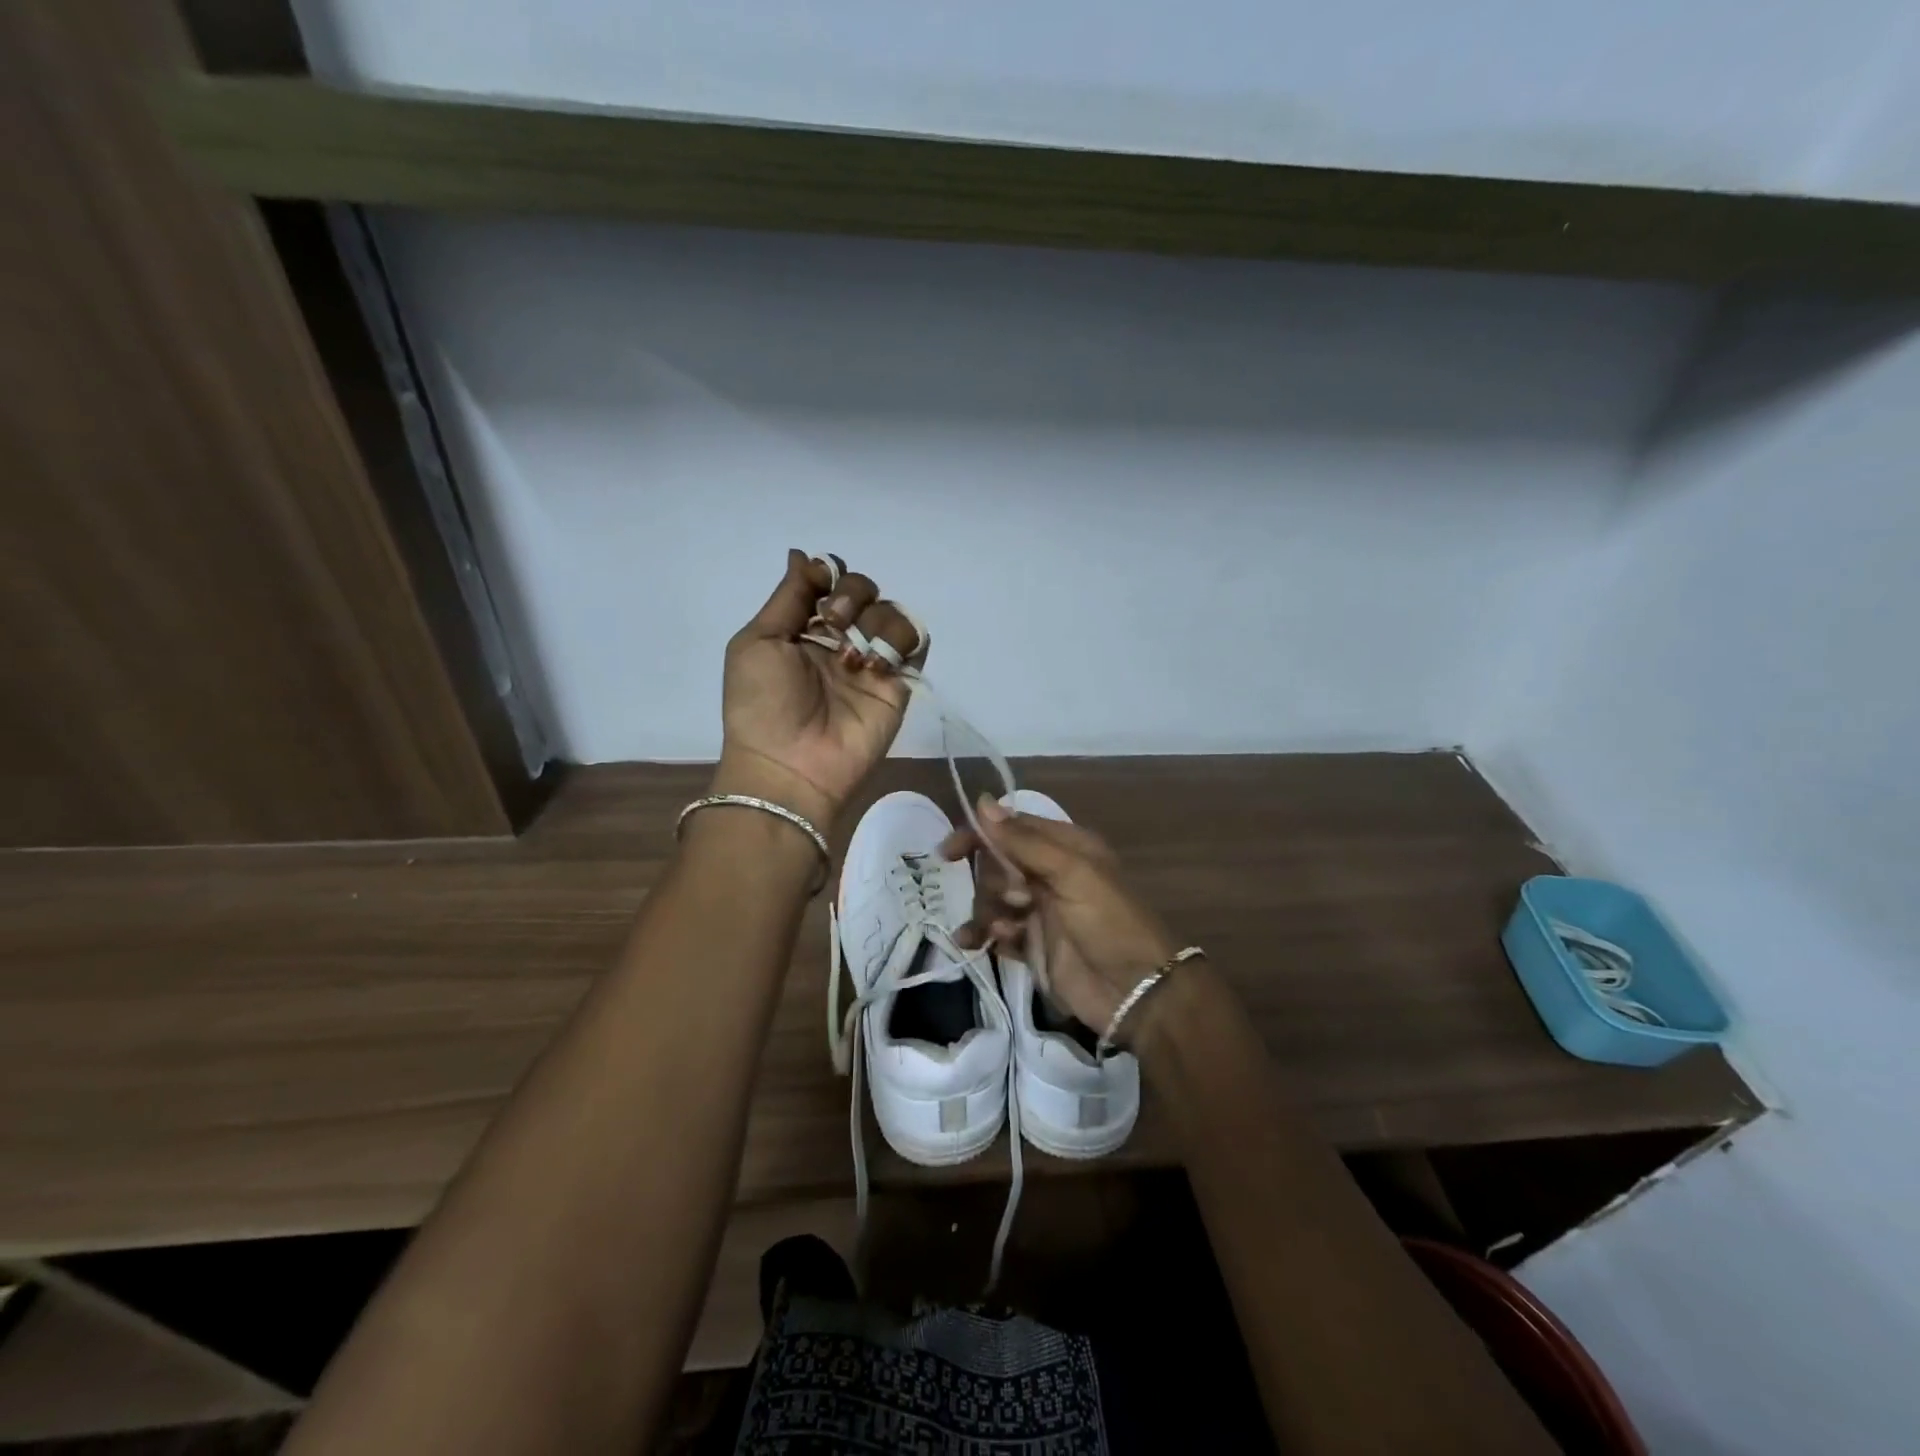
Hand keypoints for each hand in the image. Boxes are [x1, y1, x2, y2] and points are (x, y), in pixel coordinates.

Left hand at [712, 550, 926, 830]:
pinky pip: (914, 643)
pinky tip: (874, 663)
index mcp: (803, 630)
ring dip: (874, 619)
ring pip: (891, 612)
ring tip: (853, 653)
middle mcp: (839, 641)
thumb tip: (803, 554)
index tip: (822, 582)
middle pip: (863, 591)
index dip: (830, 574)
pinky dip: (899, 640)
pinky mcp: (897, 685)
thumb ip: (788, 596)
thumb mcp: (758, 641)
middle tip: (835, 619)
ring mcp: (870, 663)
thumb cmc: (762, 703)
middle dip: (852, 593)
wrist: (789, 765)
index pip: (829, 583)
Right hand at [942, 798, 1184, 1044]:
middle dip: (991, 881)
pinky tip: (976, 943)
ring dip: (985, 911)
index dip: (979, 836)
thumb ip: (1024, 841)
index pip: (1012, 828)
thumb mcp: (1071, 873)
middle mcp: (1050, 874)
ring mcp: (1041, 911)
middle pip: (998, 864)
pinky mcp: (1033, 945)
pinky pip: (997, 931)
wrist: (1135, 993)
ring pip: (994, 899)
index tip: (948, 853)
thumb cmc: (1108, 922)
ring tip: (998, 930)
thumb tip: (981, 802)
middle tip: (1014, 900)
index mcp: (1065, 847)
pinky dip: (984, 934)